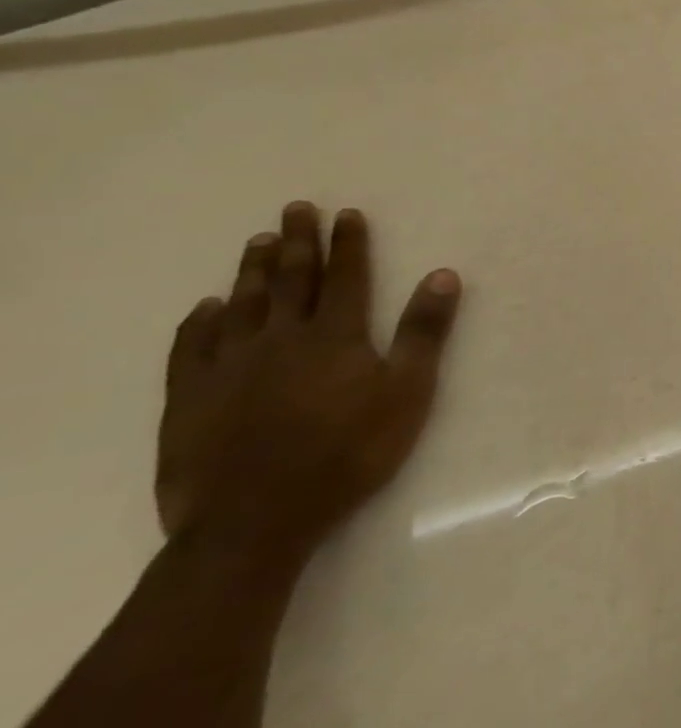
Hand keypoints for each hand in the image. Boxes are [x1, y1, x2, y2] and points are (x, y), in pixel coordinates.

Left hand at [158, 202, 461, 565]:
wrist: (257, 519)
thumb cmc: (350, 452)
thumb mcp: (408, 392)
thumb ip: (424, 332)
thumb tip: (444, 275)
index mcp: (335, 336)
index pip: (345, 277)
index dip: (349, 244)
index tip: (347, 213)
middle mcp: (280, 339)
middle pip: (291, 280)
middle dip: (298, 242)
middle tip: (295, 208)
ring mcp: (229, 366)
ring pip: (242, 305)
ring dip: (252, 271)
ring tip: (257, 241)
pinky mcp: (189, 398)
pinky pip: (192, 347)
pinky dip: (200, 322)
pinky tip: (206, 308)